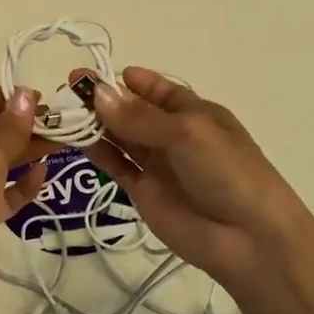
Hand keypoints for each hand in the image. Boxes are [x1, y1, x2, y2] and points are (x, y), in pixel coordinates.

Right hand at [79, 67, 313, 285]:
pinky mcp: (143, 192)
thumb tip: (98, 93)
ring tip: (64, 112)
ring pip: (120, 137)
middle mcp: (173, 135)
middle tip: (70, 88)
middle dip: (104, 99)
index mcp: (195, 113)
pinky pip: (117, 166)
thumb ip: (139, 117)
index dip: (128, 81)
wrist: (249, 239)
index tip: (95, 74)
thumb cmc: (228, 171)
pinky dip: (98, 153)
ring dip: (96, 123)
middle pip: (133, 111)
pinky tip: (76, 140)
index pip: (157, 90)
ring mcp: (158, 164)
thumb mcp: (188, 133)